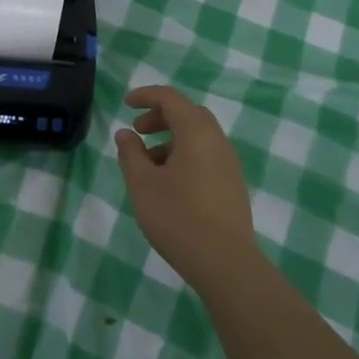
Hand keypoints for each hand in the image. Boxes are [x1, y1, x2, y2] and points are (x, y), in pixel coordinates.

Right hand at [115, 85, 256, 286]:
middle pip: (189, 115)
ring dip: (171, 140)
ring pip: (198, 138)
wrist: (225, 263)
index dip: (146, 96)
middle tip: (138, 131)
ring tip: (148, 164)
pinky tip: (169, 184)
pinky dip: (184, 156)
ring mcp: (229, 165)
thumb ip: (131, 154)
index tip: (126, 104)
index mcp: (196, 132)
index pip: (171, 99)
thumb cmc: (178, 216)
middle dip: (161, 117)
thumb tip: (126, 133)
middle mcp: (218, 141)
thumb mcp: (143, 184)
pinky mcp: (233, 186)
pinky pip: (206, 157)